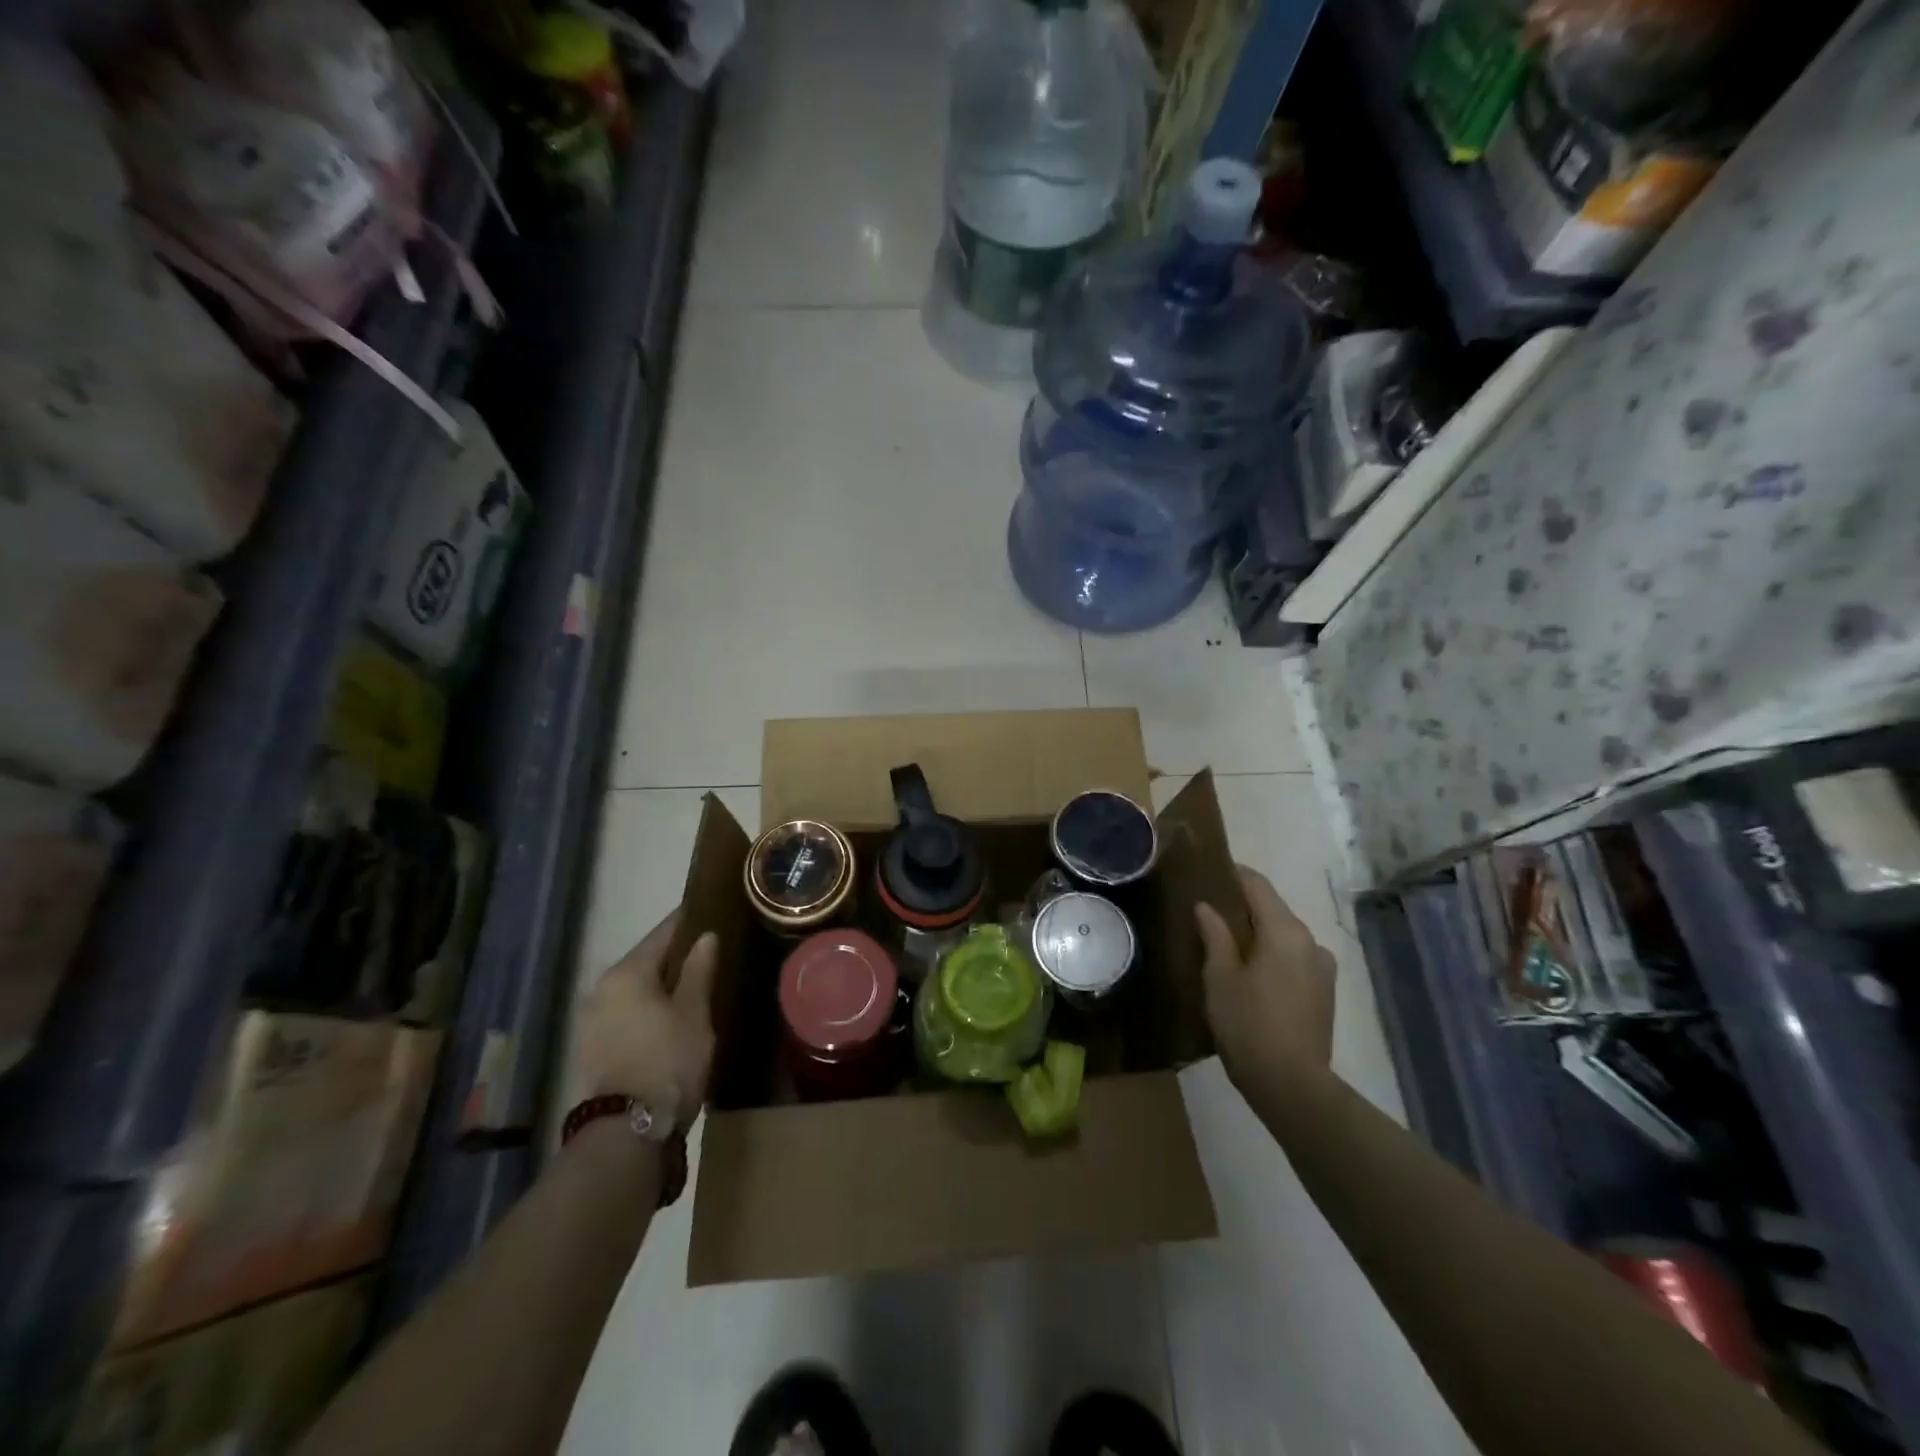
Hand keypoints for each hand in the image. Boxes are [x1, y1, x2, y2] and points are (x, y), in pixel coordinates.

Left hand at [573, 911, 719, 1131]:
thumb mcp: (694, 1012)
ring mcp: (592, 1020)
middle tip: (711, 952)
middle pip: (646, 961)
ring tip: (695, 986)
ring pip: (635, 989)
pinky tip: (671, 1017)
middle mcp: (602, 989)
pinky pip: (626, 1012)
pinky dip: (648, 1008)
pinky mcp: (593, 1047)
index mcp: (626, 973)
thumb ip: (699, 970)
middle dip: (676, 956)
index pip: (663, 933)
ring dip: (661, 985)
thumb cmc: (669, 1060)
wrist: (628, 1131)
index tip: (711, 910)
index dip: (689, 921)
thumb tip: (706, 937)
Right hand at [1194, 866, 1335, 1094]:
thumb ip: (1215, 935)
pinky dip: (1273, 955)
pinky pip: (1294, 958)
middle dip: (1244, 907)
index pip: (1258, 886)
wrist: (1292, 1085)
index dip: (1234, 874)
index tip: (1210, 870)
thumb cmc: (1248, 1024)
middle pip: (1274, 910)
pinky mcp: (1325, 992)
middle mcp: (1310, 941)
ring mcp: (1322, 968)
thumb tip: (1207, 906)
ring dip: (1259, 933)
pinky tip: (1252, 971)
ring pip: (1285, 936)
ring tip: (1228, 943)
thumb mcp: (1220, 977)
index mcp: (1284, 931)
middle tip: (1210, 910)